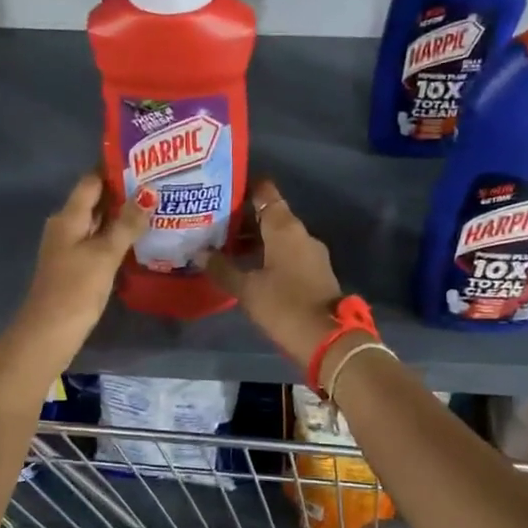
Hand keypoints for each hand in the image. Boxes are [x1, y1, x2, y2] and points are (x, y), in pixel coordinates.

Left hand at [14, 174, 146, 355]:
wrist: (49, 332)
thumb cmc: (75, 288)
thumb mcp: (104, 255)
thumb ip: (126, 225)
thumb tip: (147, 195)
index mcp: (68, 217)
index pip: (91, 181)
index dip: (113, 168)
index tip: (143, 160)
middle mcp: (66, 226)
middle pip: (95, 201)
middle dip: (123, 192)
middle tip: (158, 183)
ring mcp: (70, 248)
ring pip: (98, 223)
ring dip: (122, 216)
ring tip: (156, 207)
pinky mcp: (76, 267)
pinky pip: (98, 242)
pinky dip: (117, 237)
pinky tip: (139, 239)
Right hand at [203, 179, 344, 364]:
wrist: (328, 339)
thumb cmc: (285, 306)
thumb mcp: (247, 289)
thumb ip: (222, 269)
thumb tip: (199, 253)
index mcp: (285, 228)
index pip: (265, 192)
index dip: (244, 187)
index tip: (221, 189)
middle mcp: (300, 234)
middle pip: (270, 215)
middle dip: (242, 218)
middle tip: (212, 223)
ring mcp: (311, 254)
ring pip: (277, 237)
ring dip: (254, 240)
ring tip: (223, 247)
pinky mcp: (314, 273)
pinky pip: (286, 254)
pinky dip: (266, 255)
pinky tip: (247, 267)